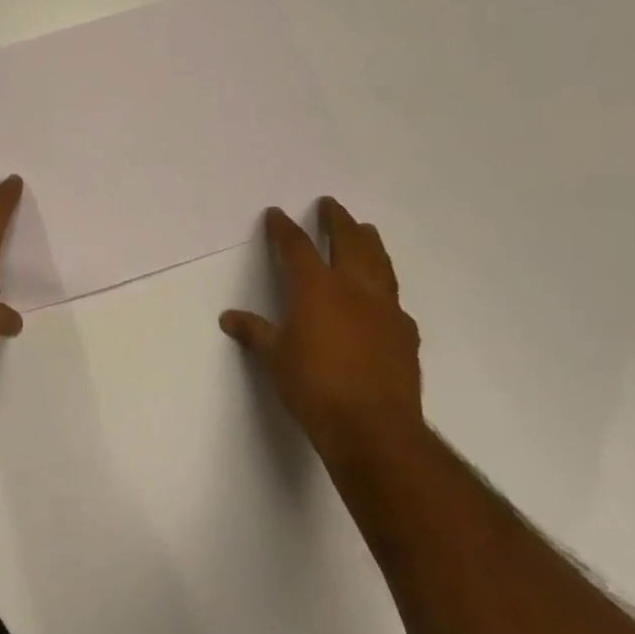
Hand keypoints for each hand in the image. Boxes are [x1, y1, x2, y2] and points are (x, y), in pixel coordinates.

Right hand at [220, 199, 422, 462]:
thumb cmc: (314, 387)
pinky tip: (384, 297)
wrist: (373, 428)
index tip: (276, 214)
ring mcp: (384, 308)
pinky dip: (386, 288)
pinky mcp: (405, 333)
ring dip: (369, 242)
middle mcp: (353, 288)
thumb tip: (229, 318)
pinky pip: (395, 299)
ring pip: (379, 262)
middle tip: (330, 204)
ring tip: (366, 229)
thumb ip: (255, 332)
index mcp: (316, 288)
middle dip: (337, 219)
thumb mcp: (274, 358)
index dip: (284, 228)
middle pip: (347, 241)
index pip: (297, 246)